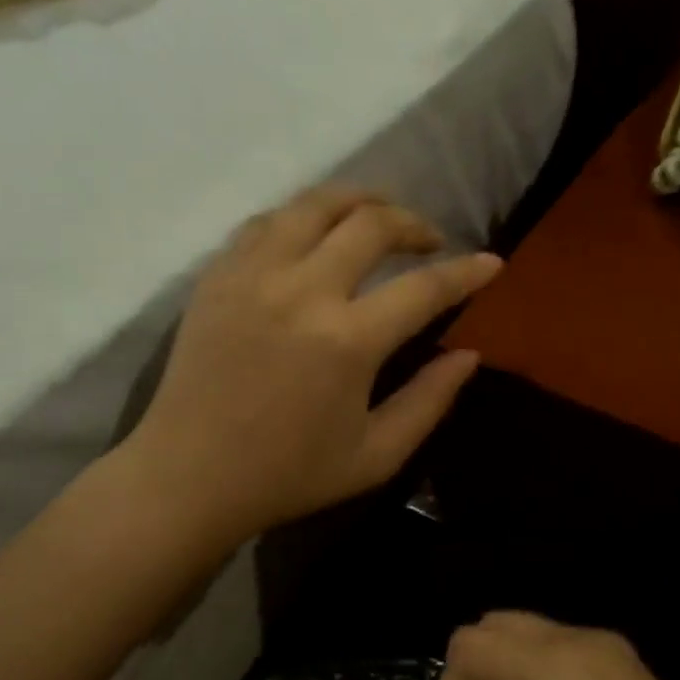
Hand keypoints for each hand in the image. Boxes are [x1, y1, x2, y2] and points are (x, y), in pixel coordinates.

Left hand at [126, 186, 501, 544]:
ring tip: (376, 217)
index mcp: (347, 340)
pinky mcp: (216, 276)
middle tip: (429, 241)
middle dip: (413, 223)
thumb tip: (469, 354)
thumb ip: (429, 401)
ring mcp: (252, 275)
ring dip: (357, 201)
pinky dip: (301, 218)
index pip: (424, 287)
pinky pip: (265, 222)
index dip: (466, 272)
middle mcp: (302, 290)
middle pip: (371, 222)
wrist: (188, 477)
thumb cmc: (287, 475)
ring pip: (313, 204)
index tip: (491, 263)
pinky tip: (313, 236)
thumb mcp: (375, 455)